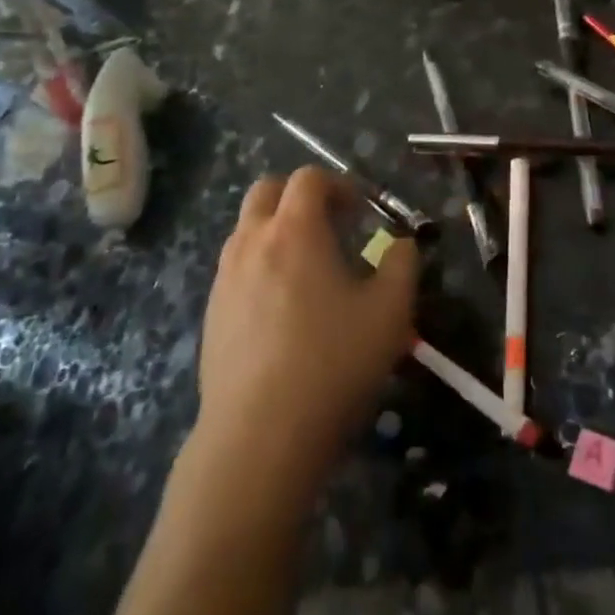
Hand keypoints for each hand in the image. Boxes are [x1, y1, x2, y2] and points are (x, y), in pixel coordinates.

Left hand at [190, 167, 419, 512]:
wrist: (259, 436)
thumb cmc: (332, 363)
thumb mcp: (390, 312)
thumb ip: (402, 265)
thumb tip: (401, 245)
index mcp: (294, 230)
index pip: (309, 178)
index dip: (339, 184)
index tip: (362, 211)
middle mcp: (252, 241)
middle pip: (266, 191)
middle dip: (299, 196)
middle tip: (330, 225)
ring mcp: (225, 278)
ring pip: (246, 229)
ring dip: (277, 230)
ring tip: (308, 269)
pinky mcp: (211, 313)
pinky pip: (236, 268)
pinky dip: (260, 266)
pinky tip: (282, 309)